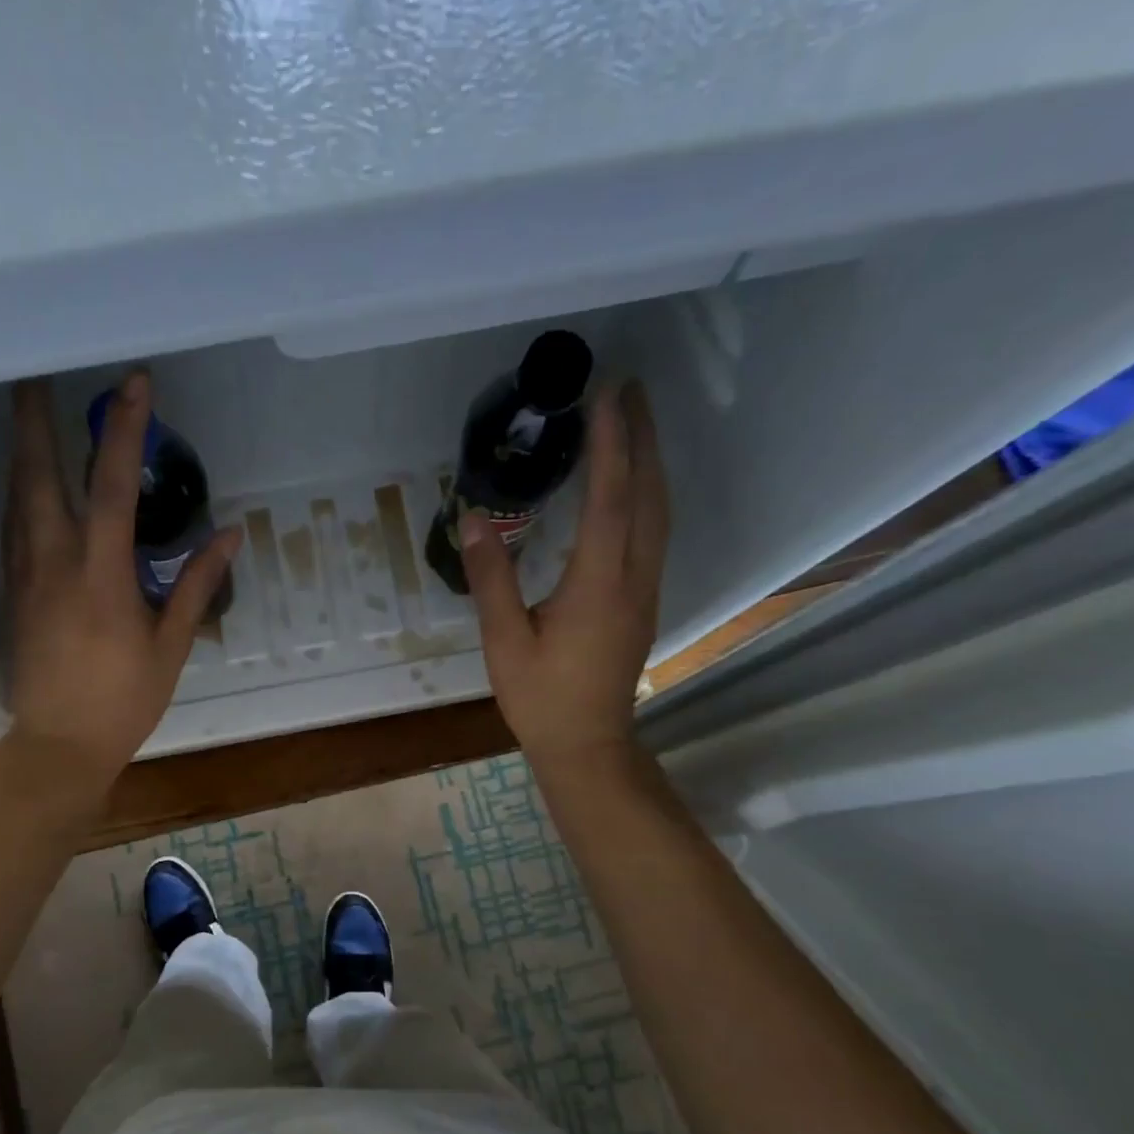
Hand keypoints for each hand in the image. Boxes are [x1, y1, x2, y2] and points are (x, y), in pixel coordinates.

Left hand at [4, 371, 241, 785]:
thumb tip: (232, 534)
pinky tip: (24, 484)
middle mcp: (53, 563)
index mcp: (101, 575)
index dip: (124, 430)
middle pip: (36, 474)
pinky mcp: (11, 593)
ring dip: (21, 449)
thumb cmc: (123, 700)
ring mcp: (24, 576)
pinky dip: (18, 492)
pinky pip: (11, 528)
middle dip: (35, 418)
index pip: (111, 487)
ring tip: (26, 413)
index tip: (134, 383)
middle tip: (34, 373)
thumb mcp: (171, 645)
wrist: (59, 745)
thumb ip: (197, 584)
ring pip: (15, 497)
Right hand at [460, 380, 669, 775]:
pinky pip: (654, 533)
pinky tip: (632, 485)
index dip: (611, 445)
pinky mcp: (643, 601)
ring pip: (660, 513)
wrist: (588, 745)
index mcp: (598, 586)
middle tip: (631, 388)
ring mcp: (645, 590)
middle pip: (648, 495)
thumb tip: (473, 518)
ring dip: (650, 463)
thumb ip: (491, 578)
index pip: (610, 501)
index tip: (608, 395)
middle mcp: (633, 579)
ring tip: (635, 422)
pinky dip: (647, 494)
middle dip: (642, 438)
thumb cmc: (541, 698)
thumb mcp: (504, 641)